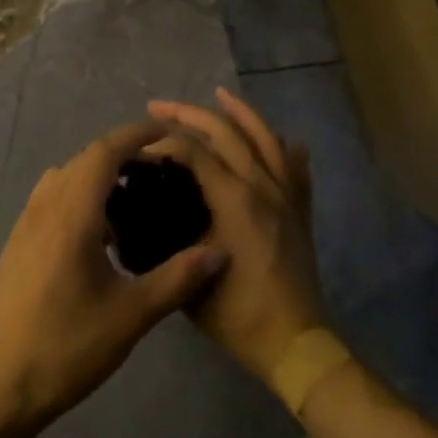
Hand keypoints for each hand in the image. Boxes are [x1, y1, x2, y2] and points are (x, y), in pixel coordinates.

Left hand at [0, 120, 229, 434]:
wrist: (0, 384)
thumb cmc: (67, 347)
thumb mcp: (131, 316)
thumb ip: (177, 279)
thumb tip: (219, 252)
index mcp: (71, 214)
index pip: (104, 152)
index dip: (135, 135)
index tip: (166, 132)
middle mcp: (44, 207)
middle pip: (84, 160)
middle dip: (121, 154)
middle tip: (159, 170)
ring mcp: (25, 224)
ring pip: (64, 178)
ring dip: (97, 175)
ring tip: (132, 198)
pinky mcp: (17, 243)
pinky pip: (50, 199)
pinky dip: (77, 195)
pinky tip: (98, 233)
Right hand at [147, 88, 328, 382]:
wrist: (293, 343)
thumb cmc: (236, 312)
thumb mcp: (190, 272)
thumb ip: (168, 234)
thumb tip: (146, 204)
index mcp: (234, 199)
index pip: (193, 150)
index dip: (162, 142)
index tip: (138, 147)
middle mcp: (261, 186)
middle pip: (225, 132)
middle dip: (188, 113)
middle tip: (157, 107)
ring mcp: (285, 195)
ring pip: (265, 137)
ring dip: (240, 112)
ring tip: (219, 94)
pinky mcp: (299, 210)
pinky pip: (295, 166)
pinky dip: (283, 146)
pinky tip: (278, 137)